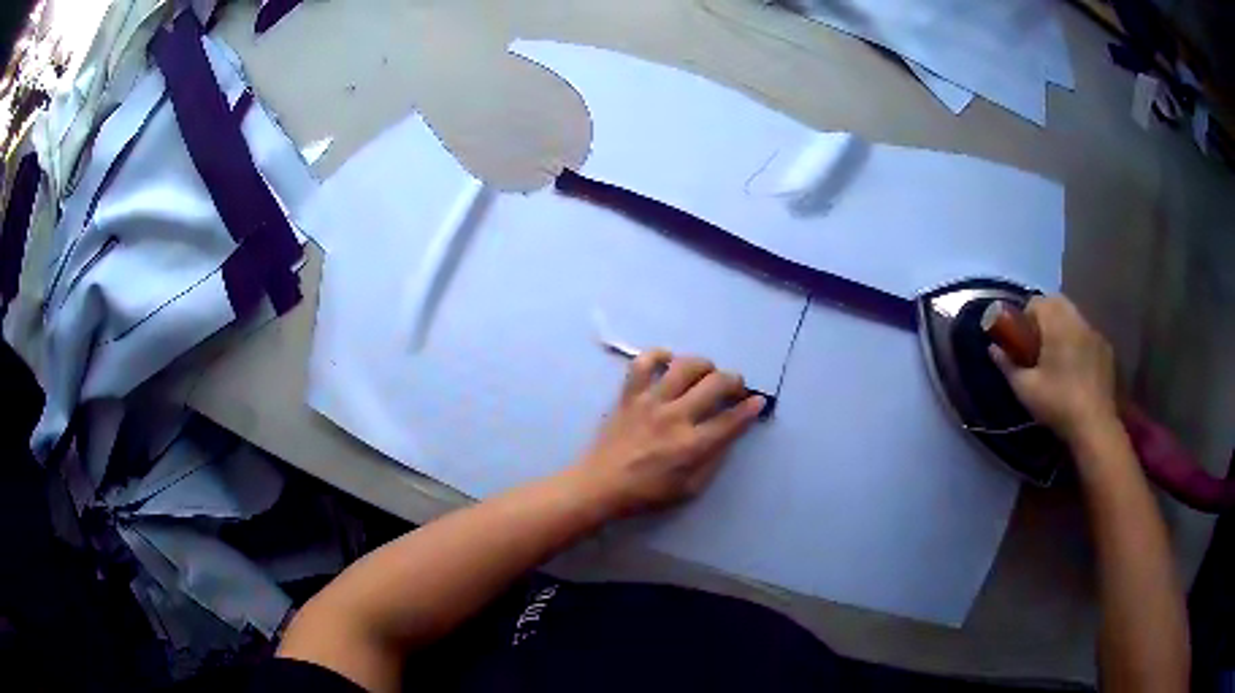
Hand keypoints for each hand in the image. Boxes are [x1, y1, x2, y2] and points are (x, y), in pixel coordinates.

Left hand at [567, 351, 764, 519]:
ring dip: (703, 365)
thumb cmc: (646, 493)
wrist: (600, 485)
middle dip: (734, 380)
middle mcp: (675, 417)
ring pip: (685, 366)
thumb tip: (727, 436)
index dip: (751, 408)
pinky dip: (658, 356)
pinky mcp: (629, 395)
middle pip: (715, 384)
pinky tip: (668, 362)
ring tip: (706, 373)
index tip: (758, 401)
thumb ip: (712, 461)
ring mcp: (650, 402)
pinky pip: (643, 362)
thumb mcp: (689, 489)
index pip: (732, 420)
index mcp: (692, 445)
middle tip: (734, 387)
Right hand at [990, 295, 1119, 444]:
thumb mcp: (1025, 389)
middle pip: (1057, 303)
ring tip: (1058, 358)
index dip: (1025, 317)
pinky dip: (1079, 343)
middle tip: (1037, 346)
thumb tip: (993, 348)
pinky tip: (1077, 370)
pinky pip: (1087, 335)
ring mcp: (1095, 333)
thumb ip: (1008, 365)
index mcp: (1057, 323)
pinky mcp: (1106, 350)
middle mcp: (1077, 320)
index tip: (1022, 341)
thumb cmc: (1058, 403)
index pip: (1036, 302)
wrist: (1095, 425)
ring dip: (1063, 328)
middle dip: (1045, 318)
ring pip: (1074, 318)